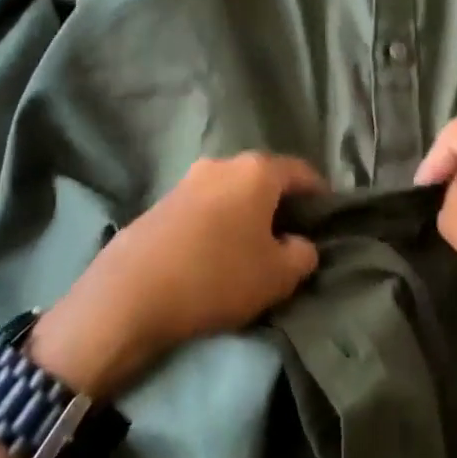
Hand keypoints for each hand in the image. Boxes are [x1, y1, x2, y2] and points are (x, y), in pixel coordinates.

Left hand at [27, 153, 324, 397]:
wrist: (130, 293)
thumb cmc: (217, 277)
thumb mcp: (278, 276)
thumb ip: (302, 255)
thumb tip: (298, 244)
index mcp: (256, 171)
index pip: (302, 172)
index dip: (320, 195)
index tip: (326, 219)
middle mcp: (222, 163)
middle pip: (264, 178)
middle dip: (280, 203)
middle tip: (290, 236)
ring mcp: (188, 180)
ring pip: (232, 192)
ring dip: (246, 213)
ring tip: (251, 247)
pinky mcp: (162, 201)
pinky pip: (205, 206)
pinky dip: (219, 222)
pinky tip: (216, 252)